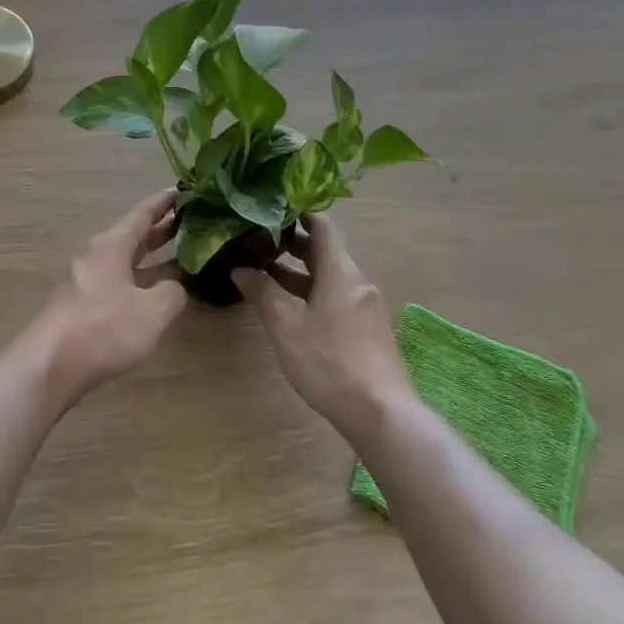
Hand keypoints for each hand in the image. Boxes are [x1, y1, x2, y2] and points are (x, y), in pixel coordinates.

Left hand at [31, 189, 188, 407]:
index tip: (186, 190)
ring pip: (127, 263)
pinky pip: (119, 284)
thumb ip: (173, 293)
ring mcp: (87, 282)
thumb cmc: (103, 328)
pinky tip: (157, 297)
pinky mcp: (83, 308)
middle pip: (134, 236)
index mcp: (112, 245)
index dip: (165, 202)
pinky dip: (141, 283)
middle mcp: (98, 256)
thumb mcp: (152, 311)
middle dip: (162, 230)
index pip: (143, 214)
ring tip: (184, 258)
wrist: (48, 367)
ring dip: (154, 260)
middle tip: (194, 223)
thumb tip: (177, 286)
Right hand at [233, 215, 415, 441]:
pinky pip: (337, 299)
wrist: (383, 414)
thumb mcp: (287, 327)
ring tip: (266, 275)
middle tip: (259, 242)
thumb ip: (263, 294)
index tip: (273, 209)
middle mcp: (357, 282)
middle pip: (326, 252)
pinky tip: (291, 311)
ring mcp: (365, 308)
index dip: (300, 214)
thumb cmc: (331, 362)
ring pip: (330, 278)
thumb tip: (240, 268)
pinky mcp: (367, 332)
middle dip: (293, 245)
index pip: (323, 227)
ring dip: (300, 274)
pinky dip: (312, 294)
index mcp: (341, 271)